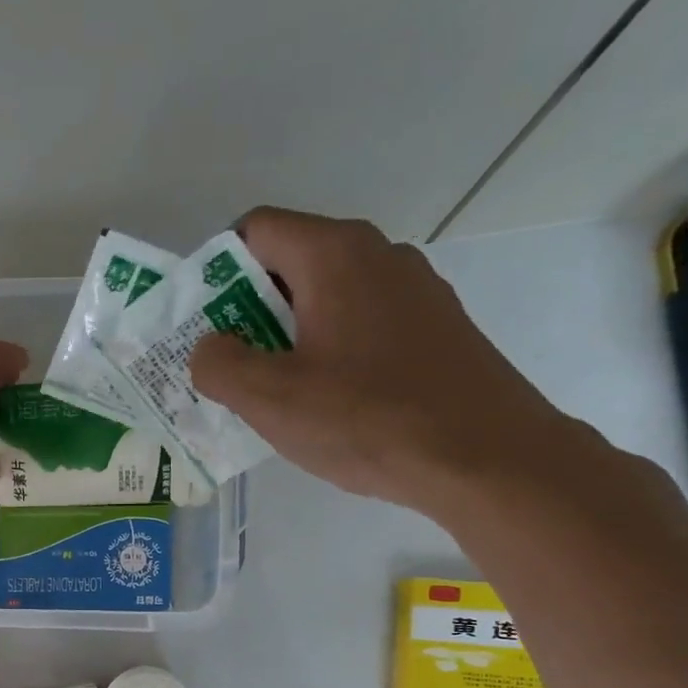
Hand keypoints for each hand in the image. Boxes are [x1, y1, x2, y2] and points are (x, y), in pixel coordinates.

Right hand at [190, 206, 590, 516]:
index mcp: (334, 255)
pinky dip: (329, 350)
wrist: (485, 457)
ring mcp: (414, 289)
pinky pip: (361, 323)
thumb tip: (209, 347)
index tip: (202, 326)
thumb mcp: (271, 399)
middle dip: (247, 312)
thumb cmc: (367, 420)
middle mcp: (378, 254)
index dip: (215, 272)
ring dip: (287, 336)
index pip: (254, 230)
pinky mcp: (435, 326)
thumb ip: (220, 365)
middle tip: (227, 368)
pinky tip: (328, 403)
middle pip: (290, 263)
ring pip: (327, 297)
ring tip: (274, 393)